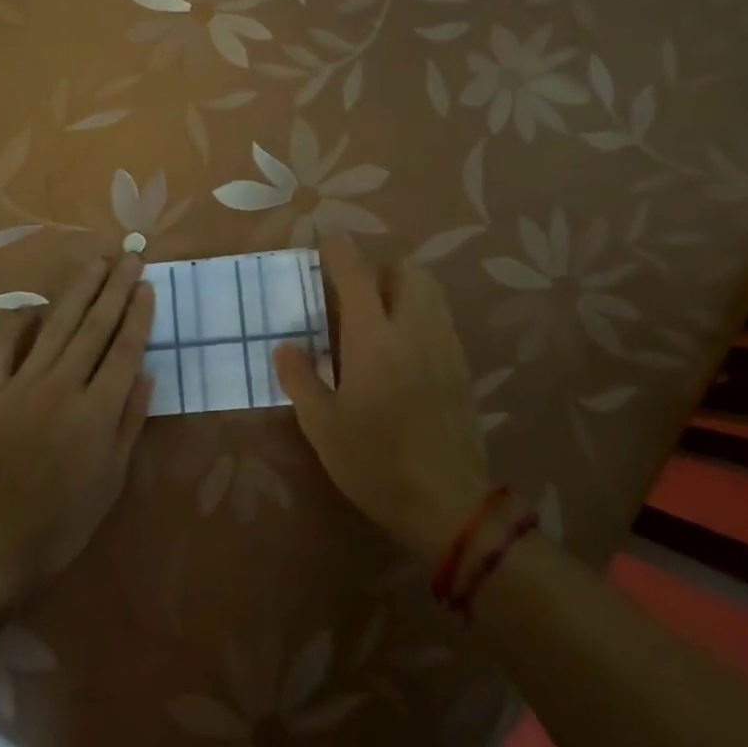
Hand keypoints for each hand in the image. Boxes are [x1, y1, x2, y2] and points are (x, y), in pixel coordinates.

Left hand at [0, 253, 154, 604]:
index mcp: (97, 410)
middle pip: (94, 326)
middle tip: (128, 256)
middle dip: (115, 288)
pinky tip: (34, 307)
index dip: (138, 315)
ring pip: (56, 326)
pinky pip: (4, 347)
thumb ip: (129, 423)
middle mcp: (63, 385)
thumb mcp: (110, 481)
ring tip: (95, 264)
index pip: (125, 349)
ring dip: (78, 292)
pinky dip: (19, 324)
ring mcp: (22, 384)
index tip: (147, 285)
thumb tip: (146, 374)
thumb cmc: (61, 523)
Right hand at [274, 236, 488, 561]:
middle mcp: (414, 329)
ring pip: (431, 292)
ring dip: (405, 289)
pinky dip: (421, 315)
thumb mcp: (321, 425)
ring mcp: (444, 346)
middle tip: (356, 296)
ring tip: (381, 319)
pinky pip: (441, 320)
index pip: (357, 274)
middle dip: (381, 270)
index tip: (327, 244)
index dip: (340, 252)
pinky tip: (404, 351)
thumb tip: (285, 346)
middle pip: (407, 271)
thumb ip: (300, 378)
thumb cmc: (374, 462)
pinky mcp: (462, 367)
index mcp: (373, 338)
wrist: (445, 502)